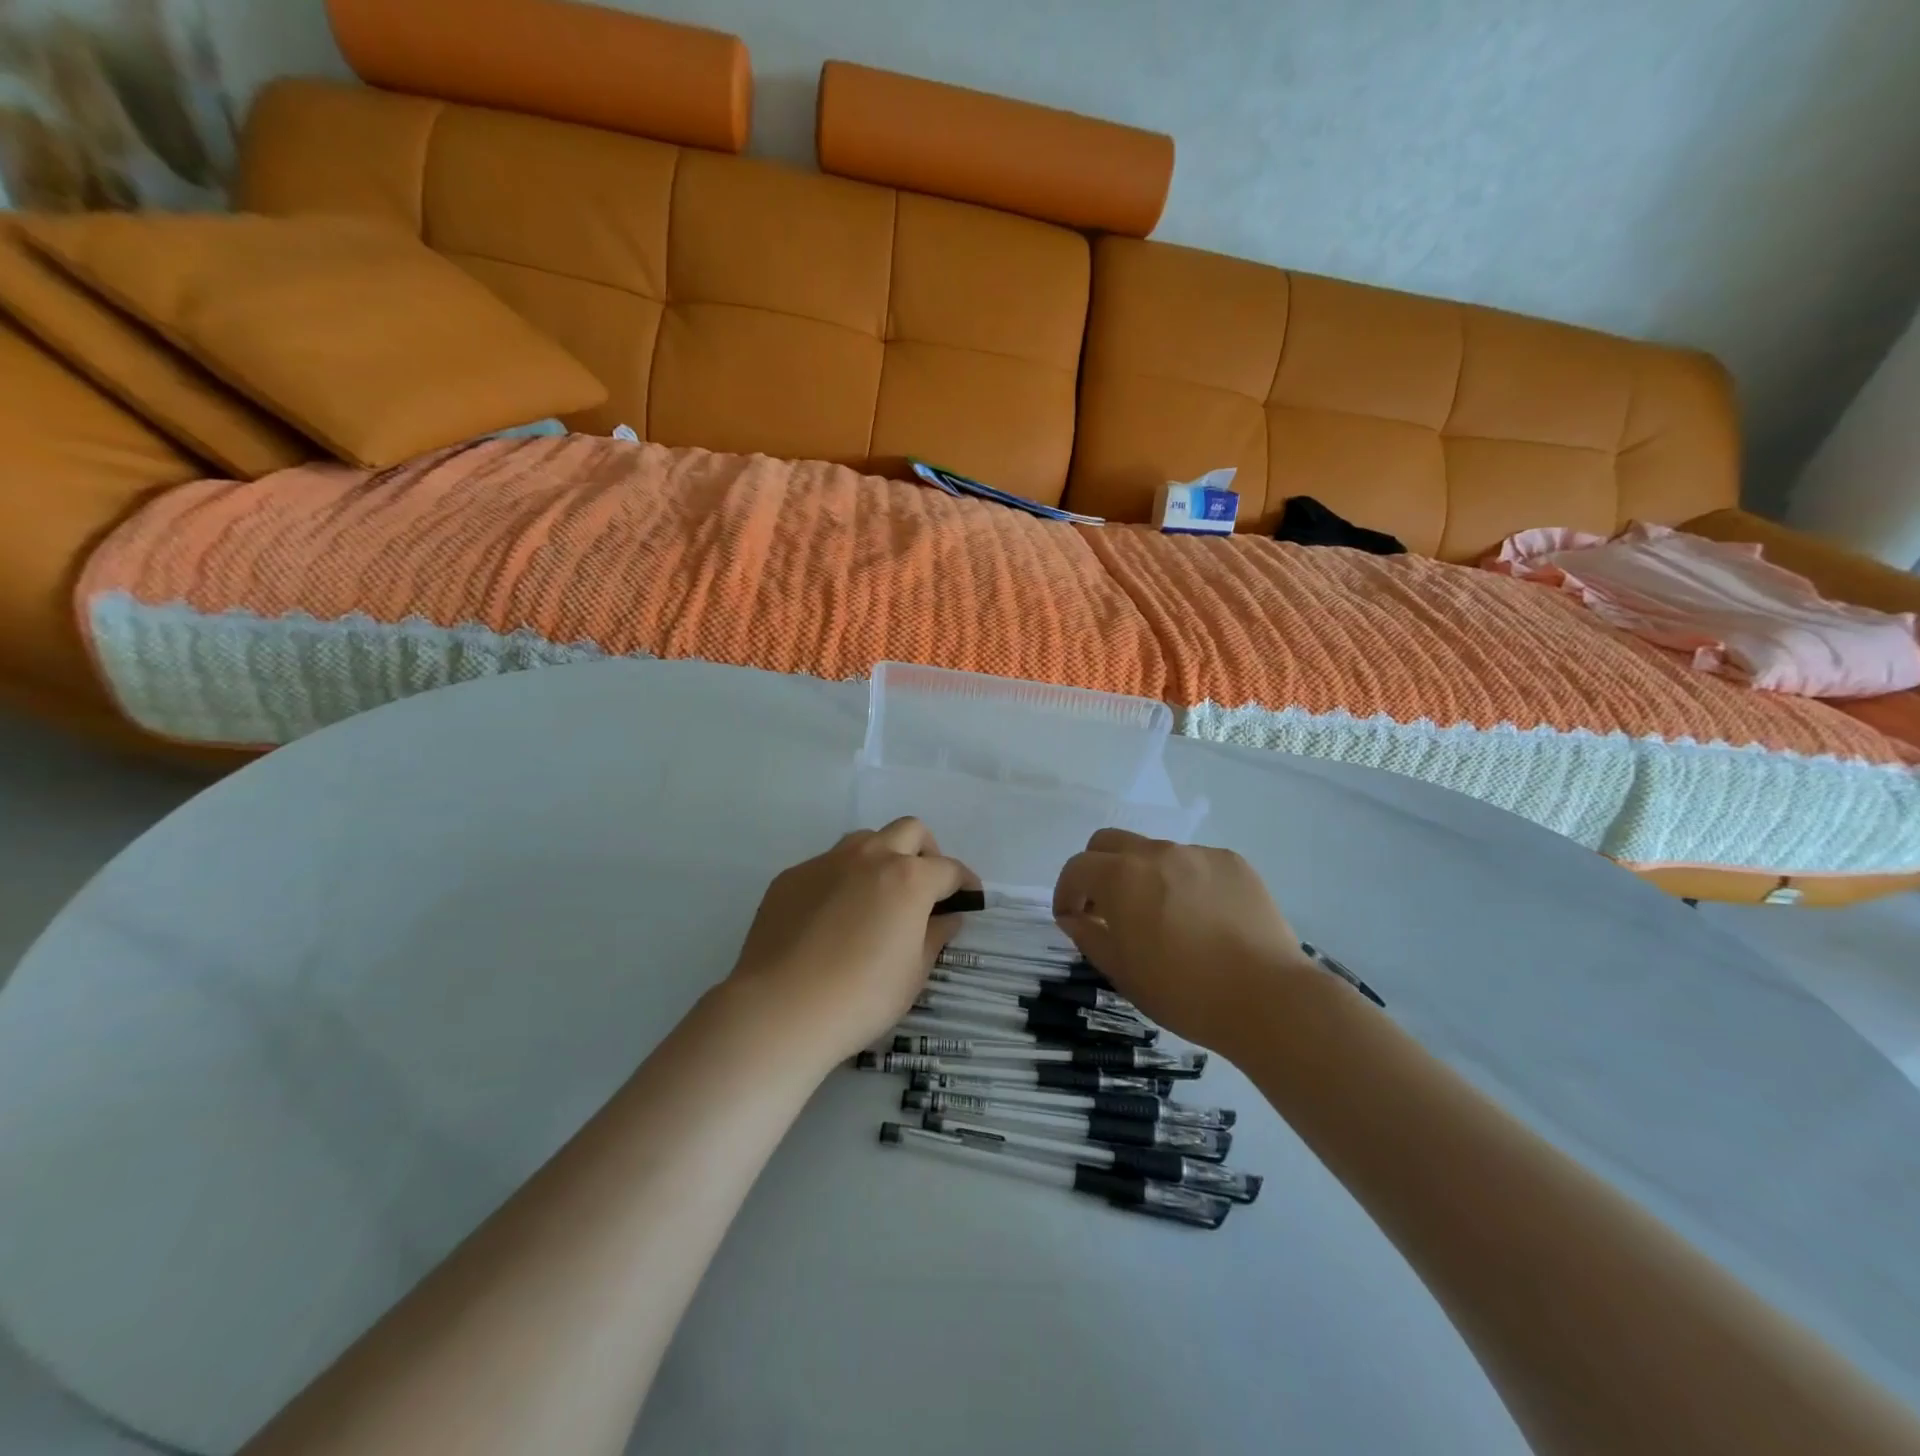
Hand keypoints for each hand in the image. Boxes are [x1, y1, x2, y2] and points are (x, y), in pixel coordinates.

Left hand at [728, 818, 974, 1064]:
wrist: (781, 1008)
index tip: (969, 899)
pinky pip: (827, 865)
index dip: (964, 883)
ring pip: (866, 840)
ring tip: (879, 895)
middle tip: (925, 887)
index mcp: (909, 878)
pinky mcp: (792, 876)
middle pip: (910, 831)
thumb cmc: (861, 996)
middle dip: (926, 852)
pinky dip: (842, 880)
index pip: (949, 869)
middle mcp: (870, 857)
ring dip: (882, 856)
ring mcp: (827, 862)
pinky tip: (833, 917)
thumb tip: (948, 917)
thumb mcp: (913, 973)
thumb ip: (935, 936)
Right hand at [1052, 829, 1316, 1049]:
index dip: (1066, 892)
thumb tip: (1074, 917)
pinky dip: (1186, 882)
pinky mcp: (1233, 862)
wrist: (1267, 998)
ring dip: (1144, 876)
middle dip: (1098, 869)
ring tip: (1164, 917)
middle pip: (1110, 842)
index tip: (1070, 917)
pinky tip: (1204, 918)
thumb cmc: (1183, 992)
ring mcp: (1198, 854)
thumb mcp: (1122, 972)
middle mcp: (1156, 853)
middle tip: (1107, 907)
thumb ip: (1088, 936)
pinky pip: (1195, 863)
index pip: (1077, 868)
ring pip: (1155, 852)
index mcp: (1121, 877)